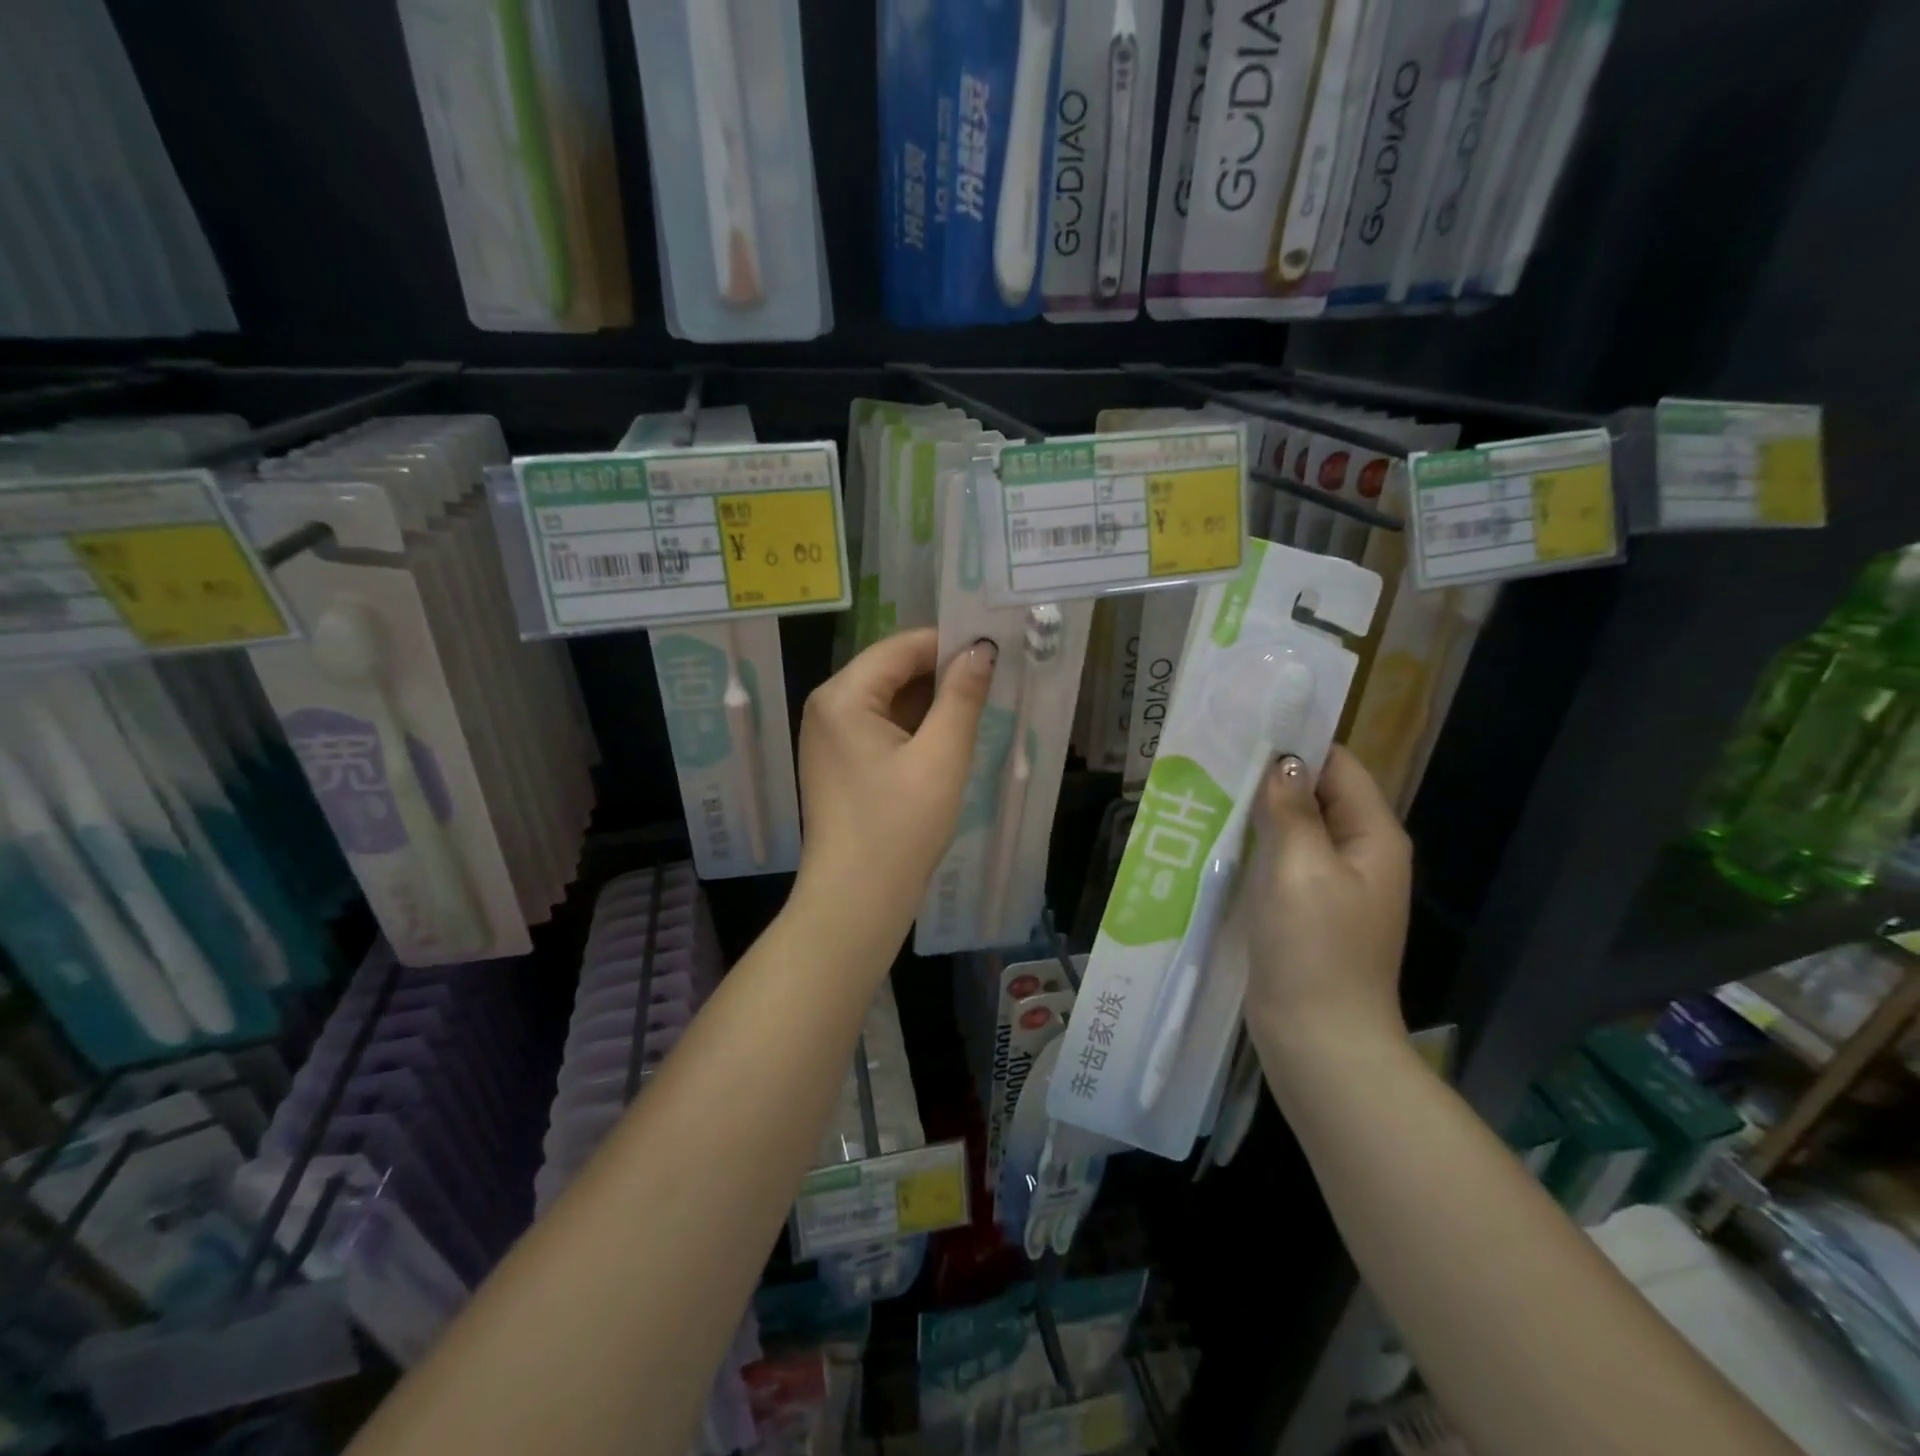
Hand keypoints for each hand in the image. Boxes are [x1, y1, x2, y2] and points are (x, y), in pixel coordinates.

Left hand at [795, 628, 995, 931]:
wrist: (856, 900)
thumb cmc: (900, 827)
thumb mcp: (941, 757)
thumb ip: (962, 696)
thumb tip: (981, 649)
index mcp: (843, 696)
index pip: (901, 647)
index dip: (950, 644)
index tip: (996, 650)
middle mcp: (827, 707)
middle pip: (892, 670)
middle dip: (941, 673)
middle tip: (994, 679)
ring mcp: (829, 736)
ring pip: (888, 699)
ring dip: (931, 701)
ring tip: (979, 706)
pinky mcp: (839, 762)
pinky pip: (880, 727)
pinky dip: (913, 726)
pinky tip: (948, 737)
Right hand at [1244, 745, 1411, 1063]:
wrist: (1320, 1040)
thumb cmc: (1313, 948)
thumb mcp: (1299, 868)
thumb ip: (1290, 809)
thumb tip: (1282, 762)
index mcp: (1372, 837)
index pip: (1339, 766)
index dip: (1296, 744)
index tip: (1244, 732)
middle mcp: (1360, 855)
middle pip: (1317, 796)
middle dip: (1270, 778)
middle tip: (1213, 762)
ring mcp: (1335, 887)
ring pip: (1295, 830)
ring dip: (1257, 814)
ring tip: (1206, 794)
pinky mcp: (1309, 912)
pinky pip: (1283, 863)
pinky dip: (1255, 848)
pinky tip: (1217, 843)